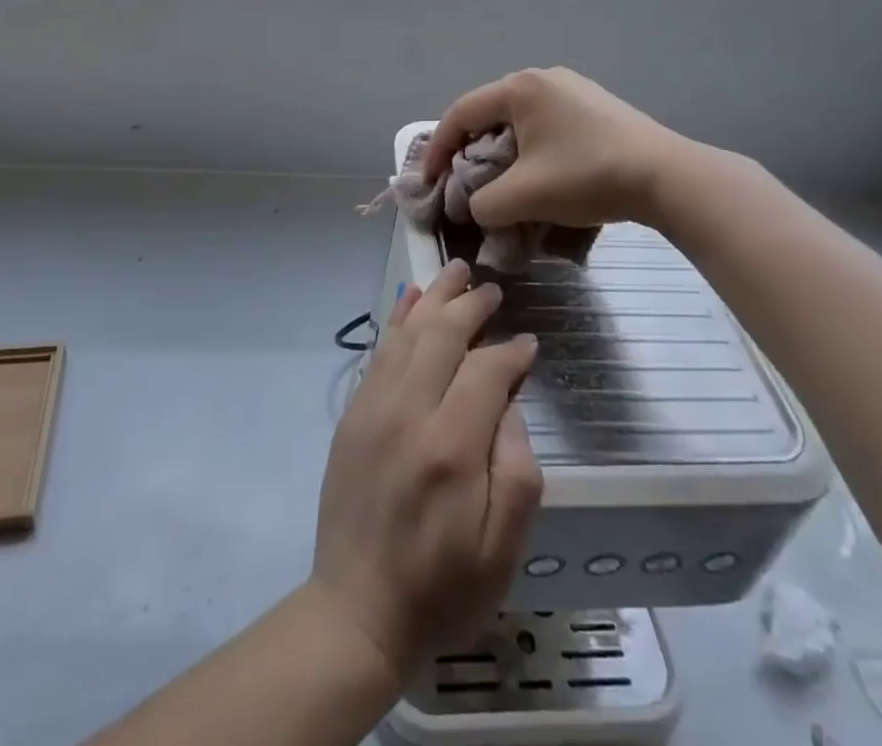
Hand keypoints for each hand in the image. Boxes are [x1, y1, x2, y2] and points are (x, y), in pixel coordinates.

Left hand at [309, 261, 542, 681]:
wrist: (358, 610)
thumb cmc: (442, 587)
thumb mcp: (503, 550)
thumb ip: (517, 470)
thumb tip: (510, 404)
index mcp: (450, 446)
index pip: (486, 372)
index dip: (511, 352)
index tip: (529, 344)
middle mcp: (408, 412)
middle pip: (442, 337)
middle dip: (470, 306)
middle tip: (491, 288)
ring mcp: (373, 407)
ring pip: (407, 333)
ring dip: (433, 298)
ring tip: (454, 271)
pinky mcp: (353, 413)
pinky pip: (379, 351)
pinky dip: (397, 319)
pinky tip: (410, 298)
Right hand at [423, 67, 689, 229]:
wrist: (668, 176)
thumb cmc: (586, 176)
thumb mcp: (523, 197)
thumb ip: (483, 204)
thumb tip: (477, 207)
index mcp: (519, 88)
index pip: (460, 114)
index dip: (438, 148)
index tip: (429, 181)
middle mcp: (542, 78)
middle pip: (489, 114)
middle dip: (470, 151)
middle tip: (463, 183)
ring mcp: (573, 88)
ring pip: (519, 120)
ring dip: (502, 152)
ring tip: (502, 184)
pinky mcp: (596, 106)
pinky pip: (547, 124)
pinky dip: (531, 149)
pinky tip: (541, 175)